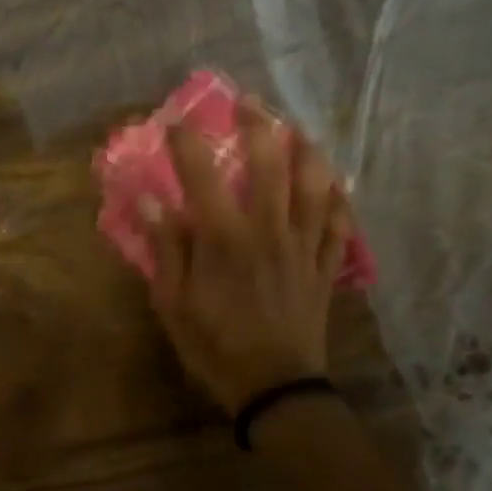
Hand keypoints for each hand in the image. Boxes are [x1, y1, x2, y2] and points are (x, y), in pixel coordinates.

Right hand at [143, 103, 350, 413]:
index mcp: (225, 240)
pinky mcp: (324, 266)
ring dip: (307, 151)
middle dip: (258, 126)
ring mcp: (303, 246)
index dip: (188, 142)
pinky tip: (337, 182)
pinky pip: (339, 223)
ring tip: (298, 129)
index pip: (203, 176)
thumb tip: (151, 201)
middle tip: (249, 102)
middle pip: (270, 165)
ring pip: (314, 185)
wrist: (275, 388)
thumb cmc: (215, 347)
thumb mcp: (173, 305)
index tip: (176, 120)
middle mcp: (268, 231)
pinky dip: (340, 198)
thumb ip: (166, 249)